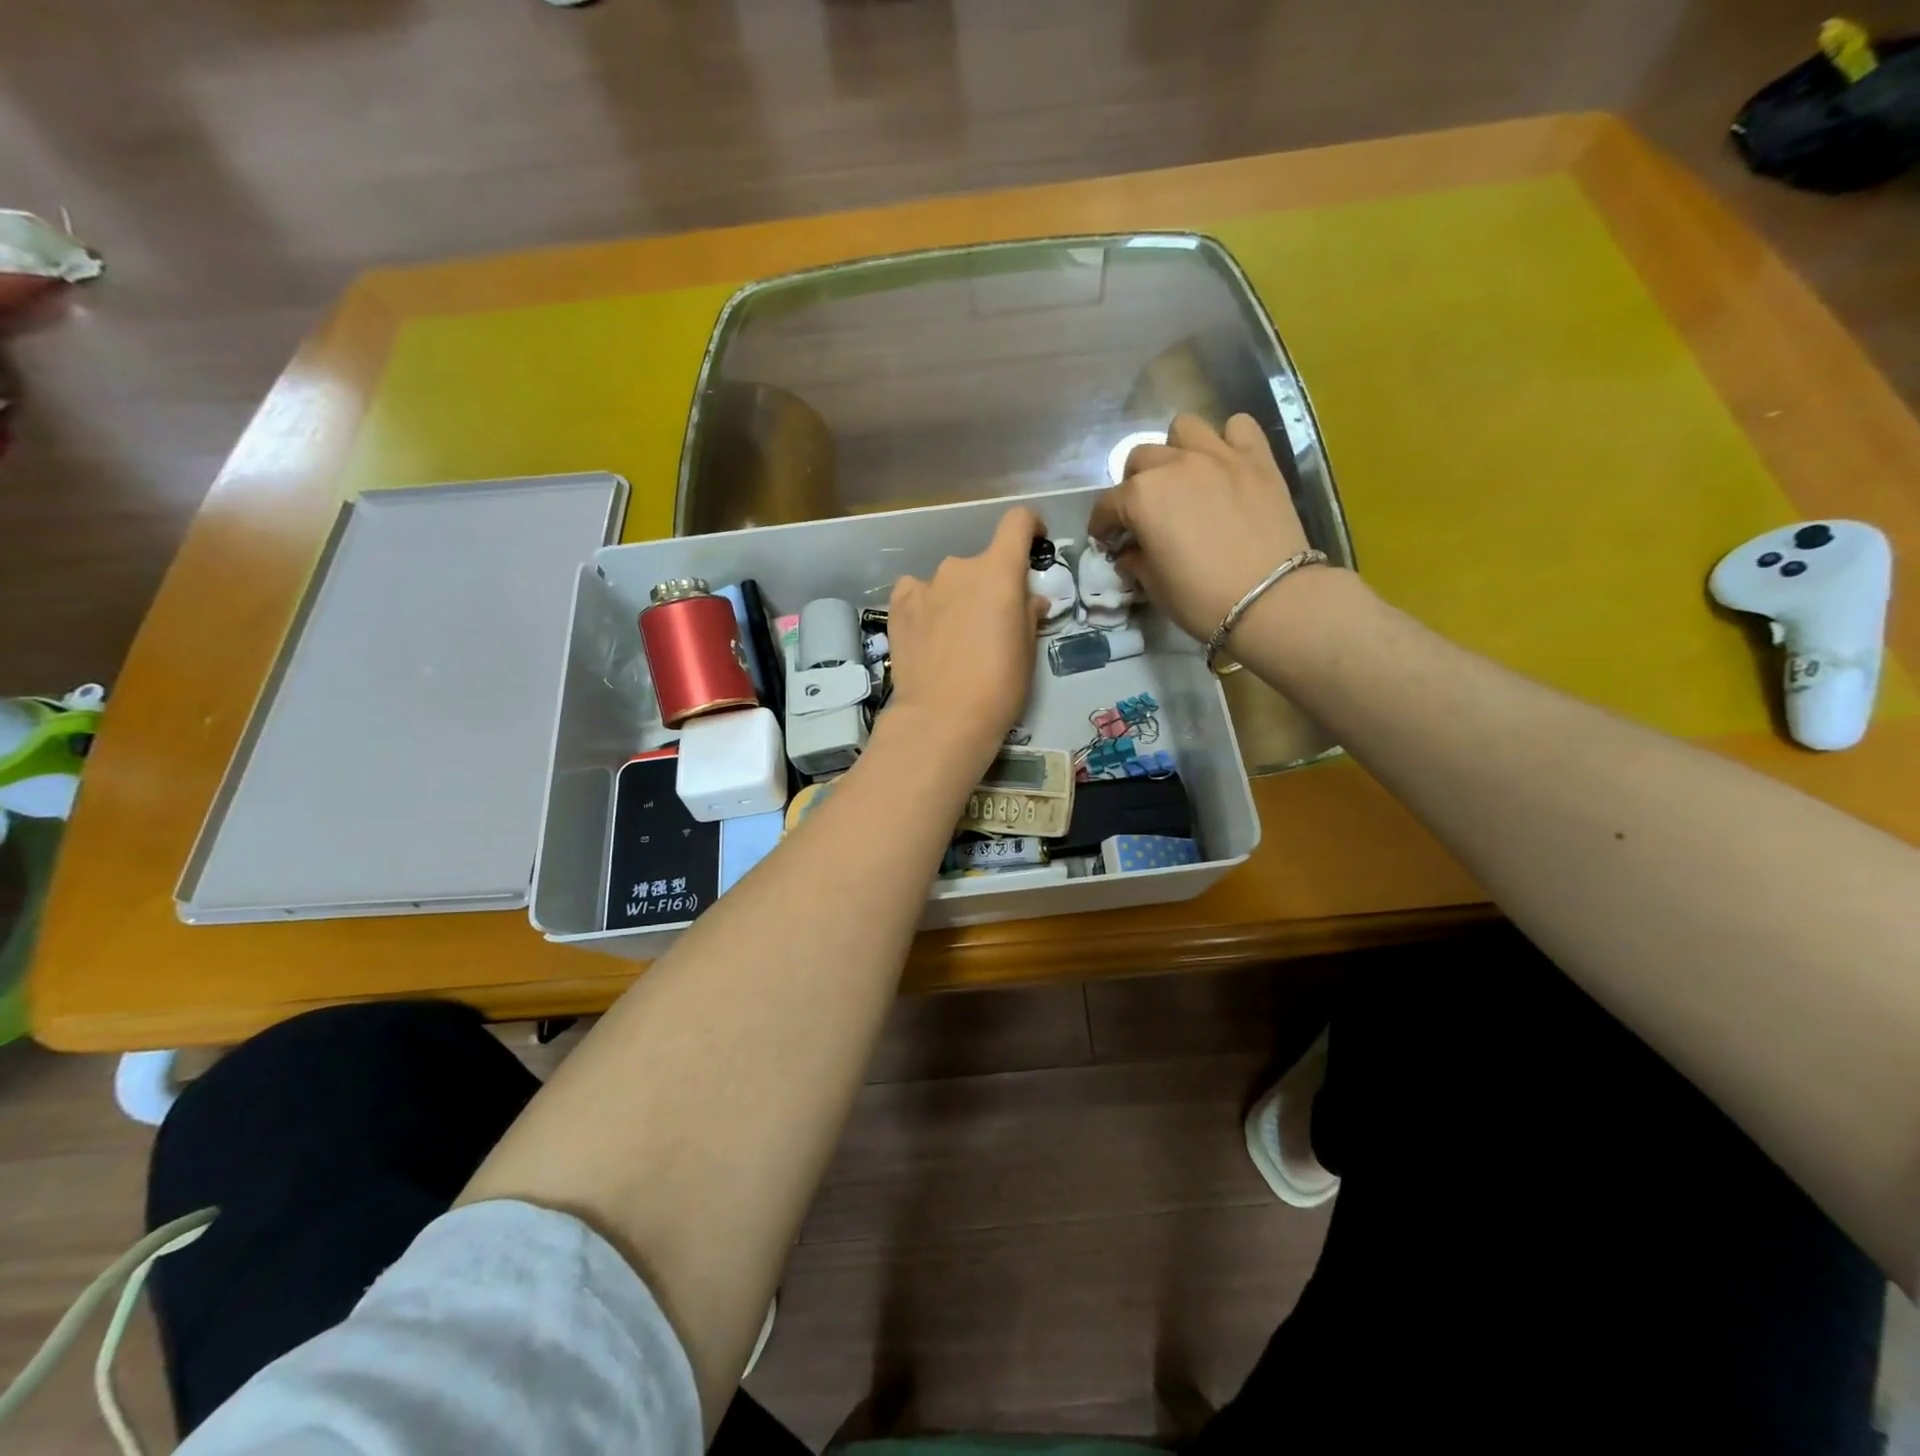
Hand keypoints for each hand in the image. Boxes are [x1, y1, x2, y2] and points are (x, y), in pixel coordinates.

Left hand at [884, 506, 1045, 769]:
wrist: (942, 717)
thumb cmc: (998, 685)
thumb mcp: (1027, 650)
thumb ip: (1028, 614)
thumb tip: (1028, 600)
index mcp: (999, 571)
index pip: (1017, 523)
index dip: (1029, 527)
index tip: (1033, 543)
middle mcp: (960, 567)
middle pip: (981, 564)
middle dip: (989, 586)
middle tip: (991, 623)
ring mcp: (924, 585)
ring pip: (947, 582)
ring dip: (955, 598)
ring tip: (954, 637)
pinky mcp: (897, 606)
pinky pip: (915, 593)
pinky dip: (924, 605)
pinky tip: (926, 633)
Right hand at [1087, 413, 1316, 642]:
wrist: (1271, 600)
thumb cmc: (1201, 599)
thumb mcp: (1155, 587)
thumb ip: (1136, 561)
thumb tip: (1130, 553)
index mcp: (1141, 498)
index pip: (1107, 505)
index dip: (1102, 525)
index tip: (1106, 540)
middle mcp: (1174, 465)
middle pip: (1140, 459)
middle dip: (1134, 484)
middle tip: (1144, 511)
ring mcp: (1218, 456)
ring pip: (1184, 428)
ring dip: (1176, 450)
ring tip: (1183, 477)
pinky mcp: (1257, 458)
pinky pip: (1238, 427)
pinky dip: (1228, 440)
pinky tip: (1226, 464)